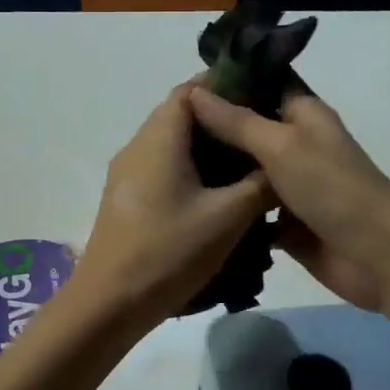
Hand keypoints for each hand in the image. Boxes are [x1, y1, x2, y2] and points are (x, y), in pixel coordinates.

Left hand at [66, 84, 274, 329]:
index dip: (225, 87)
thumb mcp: (228, 217)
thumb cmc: (169, 251)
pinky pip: (161, 170)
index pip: (190, 90)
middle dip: (220, 122)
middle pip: (180, 116)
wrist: (110, 302)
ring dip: (206, 150)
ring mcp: (126, 175)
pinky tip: (216, 196)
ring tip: (246, 167)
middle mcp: (137, 147)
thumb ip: (260, 184)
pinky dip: (190, 171)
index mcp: (158, 138)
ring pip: (171, 146)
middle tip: (260, 137)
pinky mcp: (125, 200)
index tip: (261, 99)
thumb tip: (279, 165)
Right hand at [187, 87, 389, 311]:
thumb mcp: (281, 145)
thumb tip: (194, 93)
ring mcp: (290, 186)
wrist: (376, 255)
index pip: (264, 84)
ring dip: (217, 170)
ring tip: (167, 163)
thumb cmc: (332, 188)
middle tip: (165, 127)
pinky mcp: (285, 223)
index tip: (185, 84)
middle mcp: (296, 145)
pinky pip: (249, 210)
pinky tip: (190, 206)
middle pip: (249, 130)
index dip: (229, 81)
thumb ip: (237, 122)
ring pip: (246, 172)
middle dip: (213, 129)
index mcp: (303, 115)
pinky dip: (228, 209)